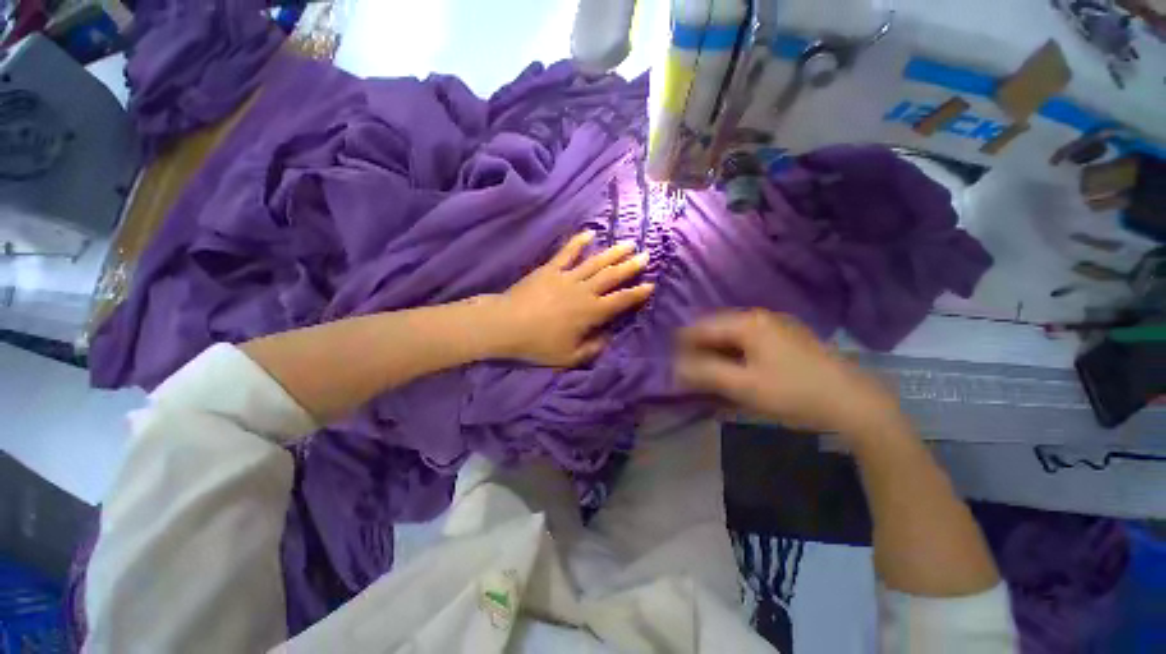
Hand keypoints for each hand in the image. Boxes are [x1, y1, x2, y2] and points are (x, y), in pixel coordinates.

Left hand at [490, 231, 653, 366]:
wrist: (506, 325)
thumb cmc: (538, 344)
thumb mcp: (569, 357)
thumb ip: (592, 348)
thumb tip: (608, 339)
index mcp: (590, 312)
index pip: (620, 301)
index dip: (637, 293)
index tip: (651, 285)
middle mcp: (583, 291)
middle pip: (611, 276)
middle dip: (630, 266)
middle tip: (645, 256)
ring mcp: (567, 277)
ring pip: (595, 262)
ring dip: (613, 252)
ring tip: (628, 243)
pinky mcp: (550, 269)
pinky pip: (567, 253)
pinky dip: (578, 242)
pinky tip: (590, 233)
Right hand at [675, 310, 903, 437]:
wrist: (854, 403)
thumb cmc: (794, 393)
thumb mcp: (744, 386)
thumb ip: (706, 374)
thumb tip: (676, 367)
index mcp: (748, 323)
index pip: (702, 327)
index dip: (683, 345)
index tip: (673, 364)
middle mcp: (760, 317)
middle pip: (717, 329)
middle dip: (700, 350)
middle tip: (691, 373)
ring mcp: (777, 326)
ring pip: (733, 335)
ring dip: (718, 353)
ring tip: (711, 375)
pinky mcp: (788, 337)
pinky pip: (750, 341)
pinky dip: (736, 355)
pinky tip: (737, 371)